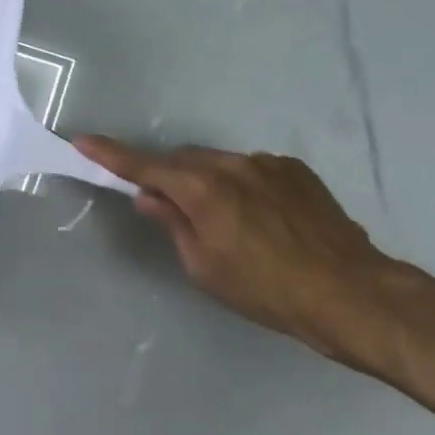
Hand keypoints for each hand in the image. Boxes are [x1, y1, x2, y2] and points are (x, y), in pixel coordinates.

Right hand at [74, 137, 398, 361]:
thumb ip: (172, 224)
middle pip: (182, 161)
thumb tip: (149, 197)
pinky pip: (252, 170)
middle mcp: (231, 164)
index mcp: (202, 189)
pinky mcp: (296, 170)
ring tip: (227, 223)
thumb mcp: (205, 267)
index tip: (83, 141)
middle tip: (170, 210)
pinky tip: (262, 220)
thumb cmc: (266, 290)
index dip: (111, 155)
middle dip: (169, 177)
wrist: (351, 293)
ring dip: (208, 183)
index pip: (144, 166)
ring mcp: (267, 163)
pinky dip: (242, 186)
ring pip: (218, 164)